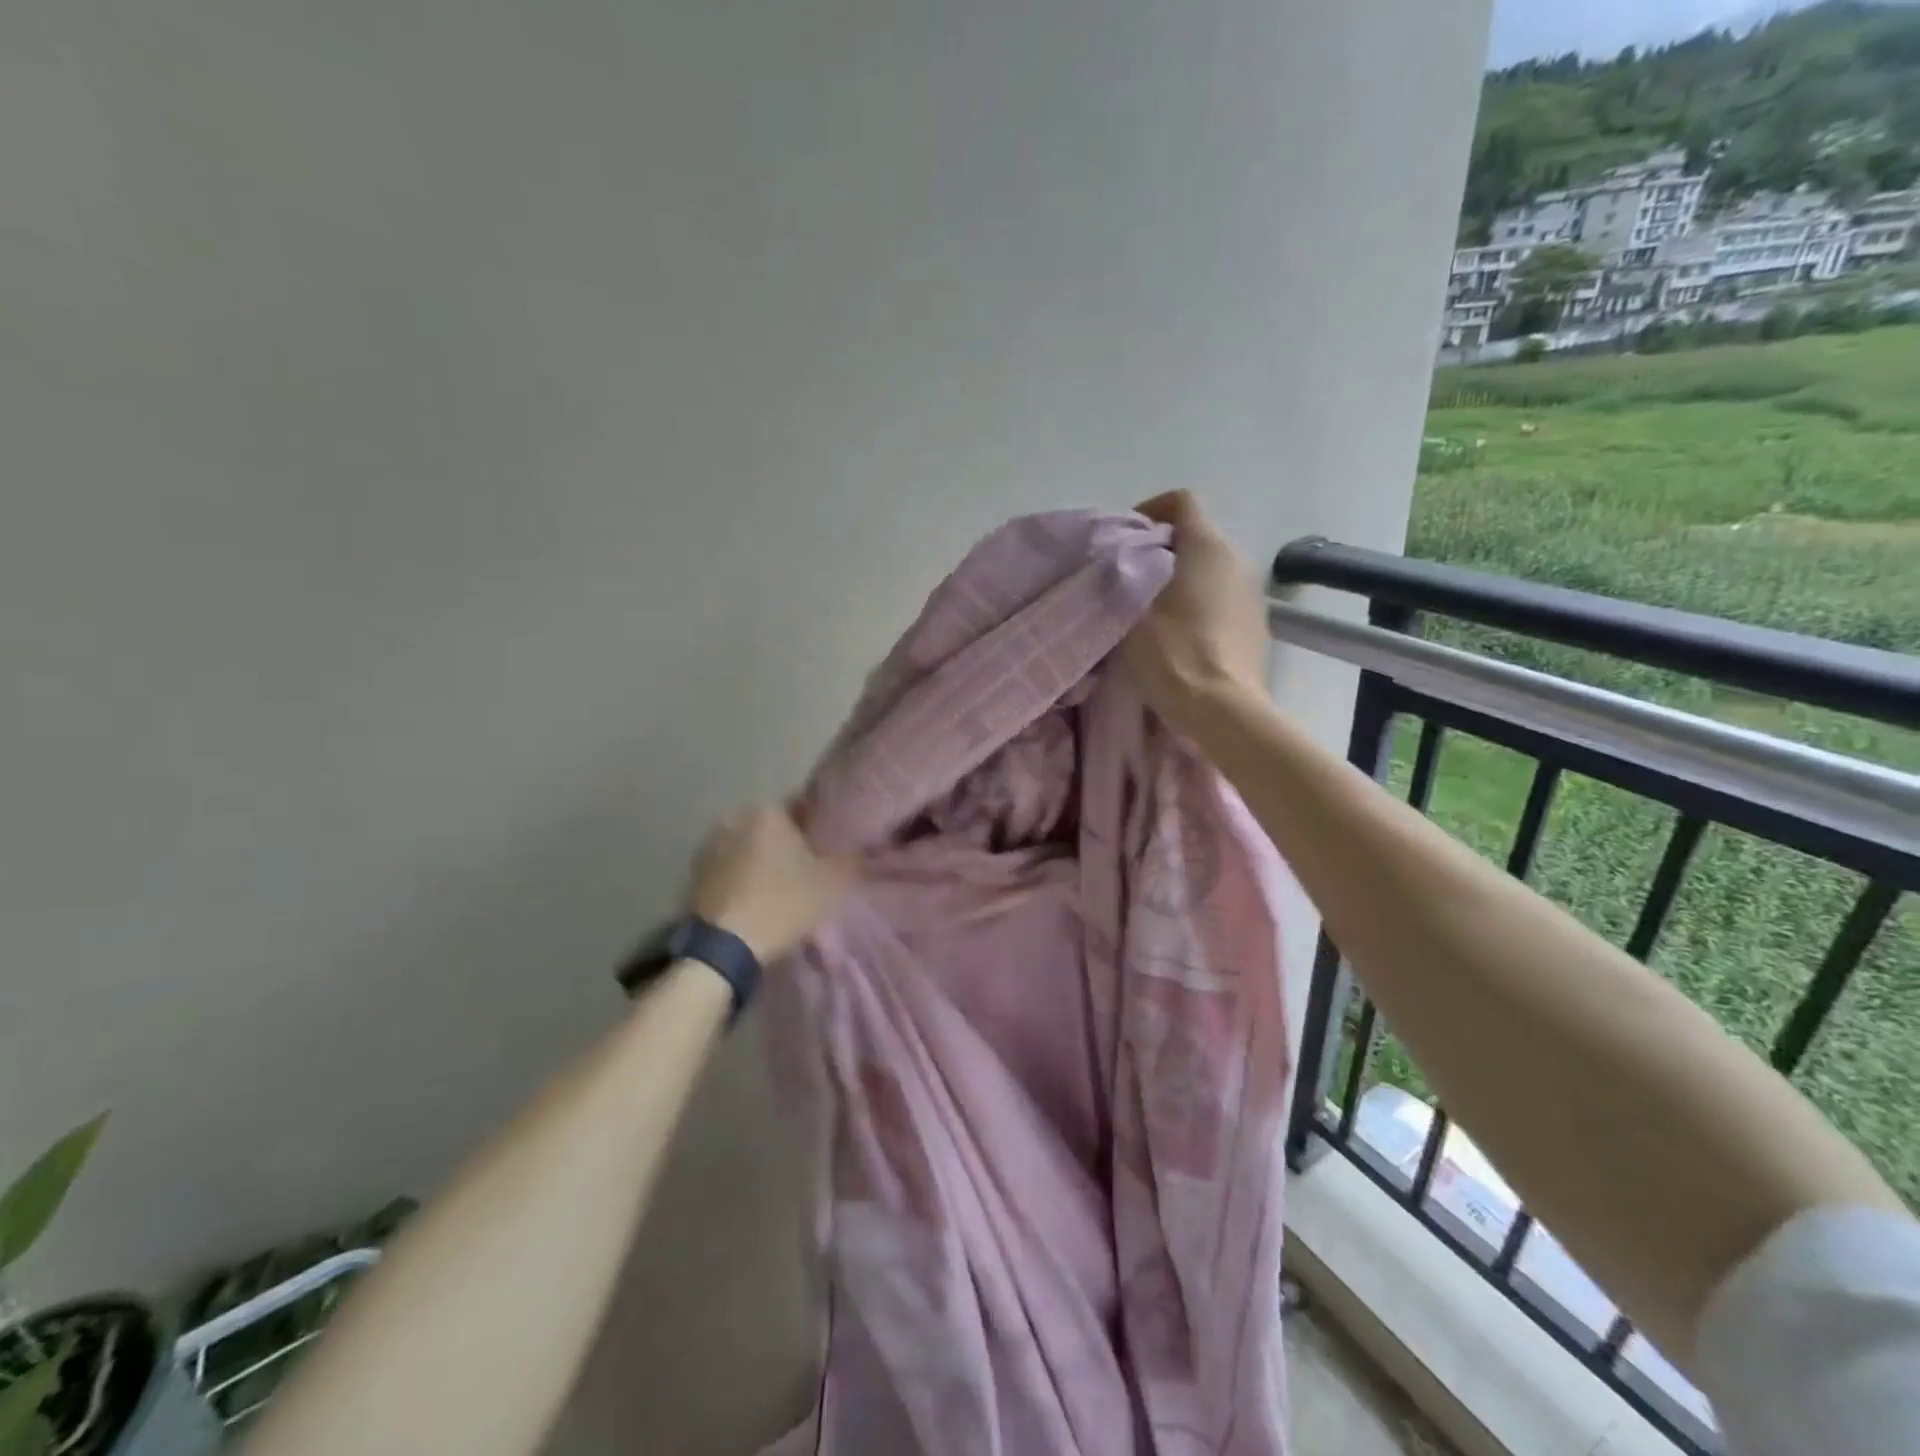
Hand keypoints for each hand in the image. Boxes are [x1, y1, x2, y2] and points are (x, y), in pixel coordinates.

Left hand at [689, 806, 853, 961]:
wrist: (725, 949)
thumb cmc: (783, 904)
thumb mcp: (831, 882)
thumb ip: (848, 857)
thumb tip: (856, 846)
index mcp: (768, 811)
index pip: (803, 811)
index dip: (818, 833)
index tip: (826, 854)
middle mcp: (735, 817)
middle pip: (773, 829)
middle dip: (787, 845)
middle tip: (804, 873)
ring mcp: (710, 845)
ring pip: (749, 847)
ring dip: (761, 861)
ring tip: (777, 889)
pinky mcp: (694, 872)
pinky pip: (729, 867)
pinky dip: (741, 877)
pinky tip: (753, 899)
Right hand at [1125, 491, 1268, 729]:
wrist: (1222, 711)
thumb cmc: (1174, 655)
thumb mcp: (1131, 613)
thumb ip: (1121, 578)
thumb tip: (1116, 563)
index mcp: (1207, 547)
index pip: (1182, 501)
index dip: (1151, 509)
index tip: (1125, 538)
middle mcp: (1237, 559)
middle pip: (1196, 534)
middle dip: (1160, 548)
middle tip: (1127, 576)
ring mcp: (1251, 592)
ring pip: (1209, 567)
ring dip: (1179, 576)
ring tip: (1149, 607)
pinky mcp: (1255, 623)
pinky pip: (1221, 595)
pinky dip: (1198, 601)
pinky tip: (1177, 632)